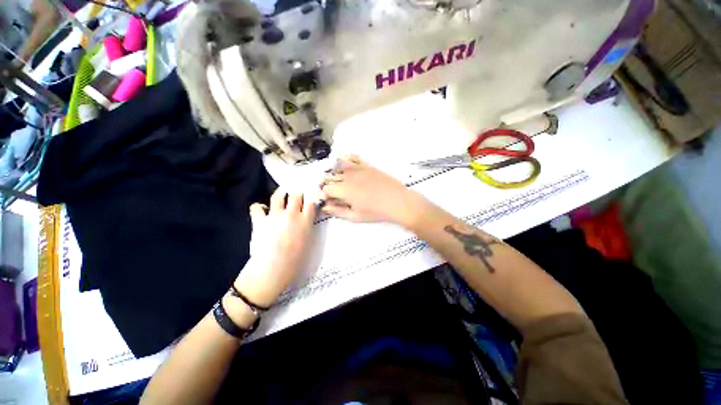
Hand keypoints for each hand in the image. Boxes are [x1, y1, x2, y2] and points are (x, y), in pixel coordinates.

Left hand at [233, 189, 317, 307]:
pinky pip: (257, 208)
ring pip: (278, 196)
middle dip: (298, 192)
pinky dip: (259, 207)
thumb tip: (305, 219)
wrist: (274, 268)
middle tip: (297, 194)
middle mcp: (291, 214)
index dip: (311, 198)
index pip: (311, 202)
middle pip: (296, 194)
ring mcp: (275, 215)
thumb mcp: (308, 241)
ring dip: (281, 192)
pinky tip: (262, 209)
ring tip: (282, 192)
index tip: (310, 198)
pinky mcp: (260, 220)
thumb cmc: (296, 259)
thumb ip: (307, 227)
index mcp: (305, 220)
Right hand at [321, 156, 428, 225]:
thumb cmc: (376, 212)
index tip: (328, 200)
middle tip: (333, 193)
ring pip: (338, 166)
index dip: (324, 195)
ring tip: (338, 180)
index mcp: (343, 190)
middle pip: (330, 177)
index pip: (325, 189)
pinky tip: (345, 163)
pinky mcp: (367, 165)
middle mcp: (347, 176)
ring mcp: (357, 169)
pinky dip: (346, 159)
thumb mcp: (355, 217)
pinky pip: (353, 157)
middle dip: (327, 185)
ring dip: (334, 172)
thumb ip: (337, 211)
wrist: (397, 201)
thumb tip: (325, 207)